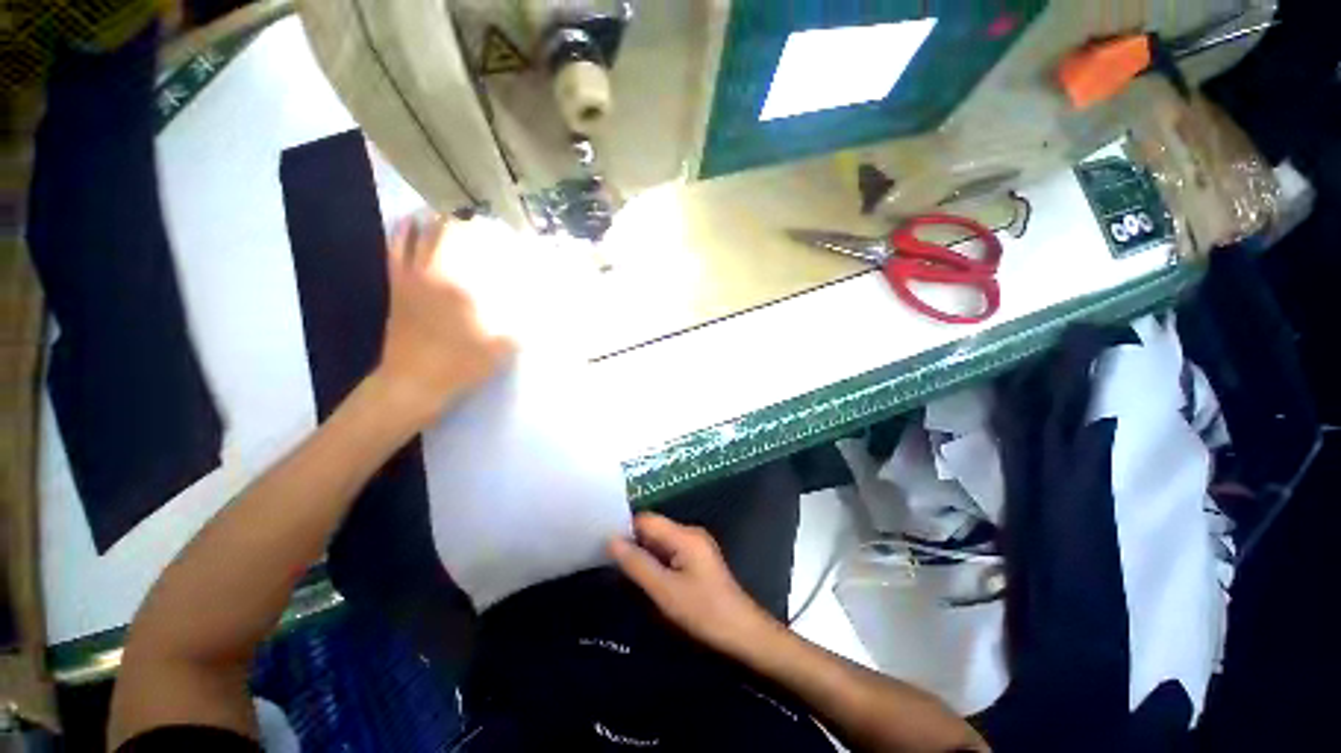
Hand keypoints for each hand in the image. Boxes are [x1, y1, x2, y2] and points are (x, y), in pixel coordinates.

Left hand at [374, 214, 514, 423]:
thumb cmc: (461, 364)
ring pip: (419, 232)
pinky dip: (403, 230)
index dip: (493, 233)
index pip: (479, 246)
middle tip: (481, 224)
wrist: (413, 382)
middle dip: (467, 222)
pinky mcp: (395, 285)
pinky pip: (394, 248)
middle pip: (448, 231)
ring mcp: (410, 276)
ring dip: (436, 220)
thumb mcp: (503, 345)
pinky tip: (411, 224)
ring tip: (451, 216)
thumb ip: (525, 321)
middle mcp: (435, 271)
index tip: (506, 232)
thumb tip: (546, 303)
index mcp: (463, 284)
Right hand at [609, 514, 780, 657]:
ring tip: (621, 569)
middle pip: (654, 529)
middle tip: (607, 559)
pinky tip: (645, 576)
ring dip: (643, 553)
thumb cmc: (703, 611)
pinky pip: (670, 552)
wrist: (742, 633)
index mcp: (684, 535)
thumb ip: (637, 563)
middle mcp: (690, 533)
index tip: (602, 542)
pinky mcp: (698, 560)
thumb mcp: (665, 590)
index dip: (625, 528)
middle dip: (633, 542)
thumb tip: (611, 540)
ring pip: (661, 542)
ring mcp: (696, 546)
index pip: (647, 519)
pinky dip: (656, 561)